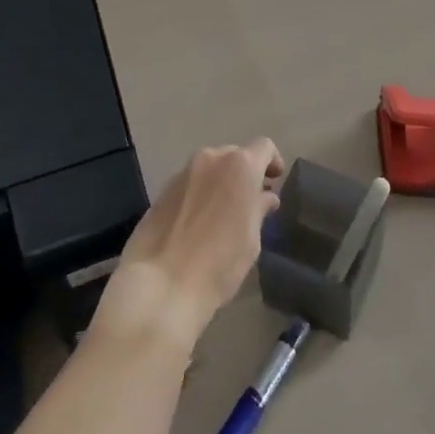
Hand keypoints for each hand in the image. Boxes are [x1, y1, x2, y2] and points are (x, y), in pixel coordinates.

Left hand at [96, 140, 283, 350]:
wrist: (160, 285)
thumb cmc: (218, 263)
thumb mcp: (251, 240)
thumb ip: (259, 210)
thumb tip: (264, 197)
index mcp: (240, 166)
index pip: (264, 147)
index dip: (272, 162)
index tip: (274, 182)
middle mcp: (211, 159)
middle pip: (235, 155)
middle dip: (245, 173)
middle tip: (250, 201)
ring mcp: (183, 173)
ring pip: (210, 168)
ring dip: (221, 182)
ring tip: (223, 213)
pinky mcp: (162, 190)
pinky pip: (190, 183)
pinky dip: (200, 193)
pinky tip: (198, 222)